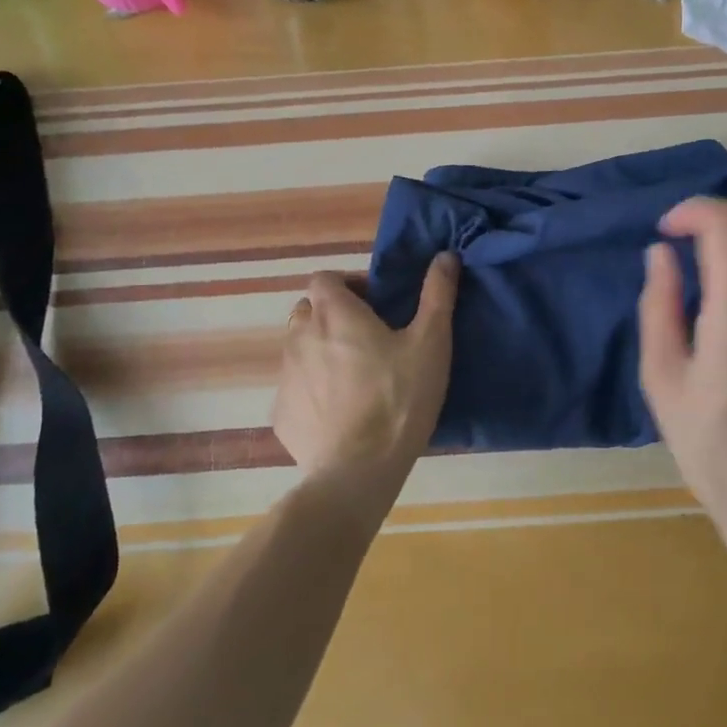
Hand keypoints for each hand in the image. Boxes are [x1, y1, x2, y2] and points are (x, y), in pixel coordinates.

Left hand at [272, 255, 459, 500]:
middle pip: (309, 312)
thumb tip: (445, 255)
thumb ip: (437, 294)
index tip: (374, 306)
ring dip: (320, 352)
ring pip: (299, 349)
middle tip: (367, 341)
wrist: (358, 471)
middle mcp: (300, 336)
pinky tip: (339, 414)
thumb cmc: (399, 398)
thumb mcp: (431, 343)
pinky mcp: (281, 413)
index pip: (324, 278)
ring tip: (354, 379)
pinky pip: (295, 389)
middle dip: (332, 317)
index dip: (347, 285)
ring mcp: (285, 376)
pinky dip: (312, 391)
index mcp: (334, 313)